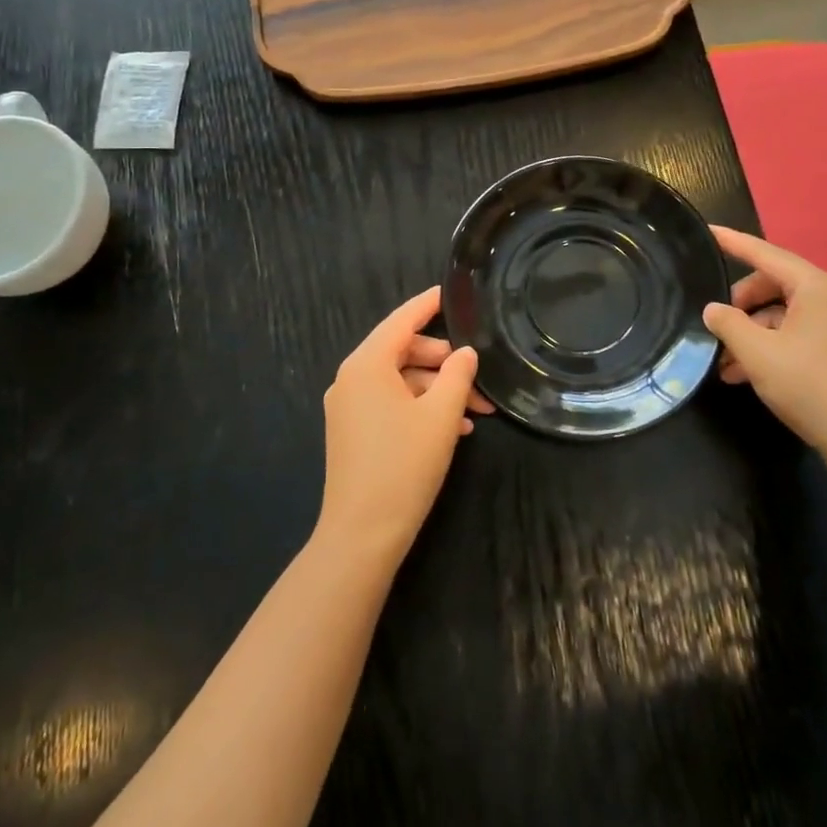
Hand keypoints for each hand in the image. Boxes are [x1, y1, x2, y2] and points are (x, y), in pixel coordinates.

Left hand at [318, 286, 480, 562]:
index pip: (402, 320)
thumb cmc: (404, 465)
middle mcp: (351, 378)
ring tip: (476, 412)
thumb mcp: (441, 415)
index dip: (428, 304)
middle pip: (403, 351)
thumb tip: (465, 353)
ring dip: (437, 391)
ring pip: (401, 381)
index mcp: (367, 364)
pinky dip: (420, 408)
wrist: (362, 534)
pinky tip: (453, 429)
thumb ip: (457, 375)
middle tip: (478, 379)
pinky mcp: (352, 431)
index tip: (451, 291)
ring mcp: (348, 406)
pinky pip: (390, 404)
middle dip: (444, 363)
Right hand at [702, 226, 826, 461]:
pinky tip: (742, 375)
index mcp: (815, 287)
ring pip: (778, 315)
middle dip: (738, 304)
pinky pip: (791, 335)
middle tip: (713, 326)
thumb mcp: (758, 353)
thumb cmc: (811, 386)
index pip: (765, 254)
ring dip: (749, 333)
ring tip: (722, 362)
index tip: (708, 232)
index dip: (733, 243)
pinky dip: (766, 348)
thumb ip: (728, 324)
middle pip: (771, 286)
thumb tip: (712, 309)